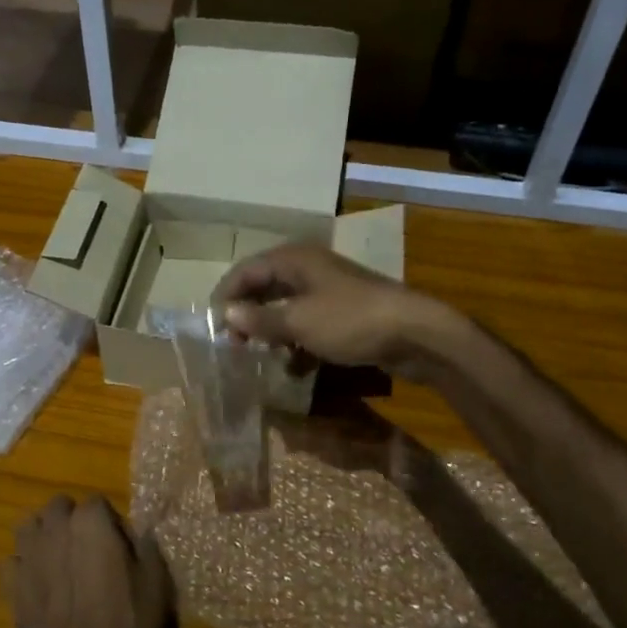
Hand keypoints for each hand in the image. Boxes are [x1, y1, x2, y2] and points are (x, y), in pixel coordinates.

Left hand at [3, 494, 176, 627]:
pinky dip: (22, 569)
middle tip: (89, 550)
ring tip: (59, 560)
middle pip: (58, 507)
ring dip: (42, 536)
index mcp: (91, 520)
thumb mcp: (157, 582)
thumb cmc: (129, 623)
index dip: (110, 523)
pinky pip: (11, 564)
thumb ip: (146, 545)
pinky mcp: (11, 587)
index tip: (120, 548)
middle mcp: (55, 529)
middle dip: (71, 520)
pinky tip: (37, 586)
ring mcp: (28, 557)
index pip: (98, 503)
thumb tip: (140, 528)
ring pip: (28, 527)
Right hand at [211, 243, 459, 380]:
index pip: (246, 271)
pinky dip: (297, 343)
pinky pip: (309, 325)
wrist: (415, 333)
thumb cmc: (350, 320)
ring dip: (271, 331)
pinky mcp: (345, 315)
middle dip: (247, 315)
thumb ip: (260, 319)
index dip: (226, 295)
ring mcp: (329, 292)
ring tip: (257, 356)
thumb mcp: (299, 322)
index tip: (211, 326)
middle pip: (265, 288)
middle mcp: (309, 269)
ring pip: (287, 308)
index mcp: (294, 260)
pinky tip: (292, 367)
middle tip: (232, 344)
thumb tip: (226, 314)